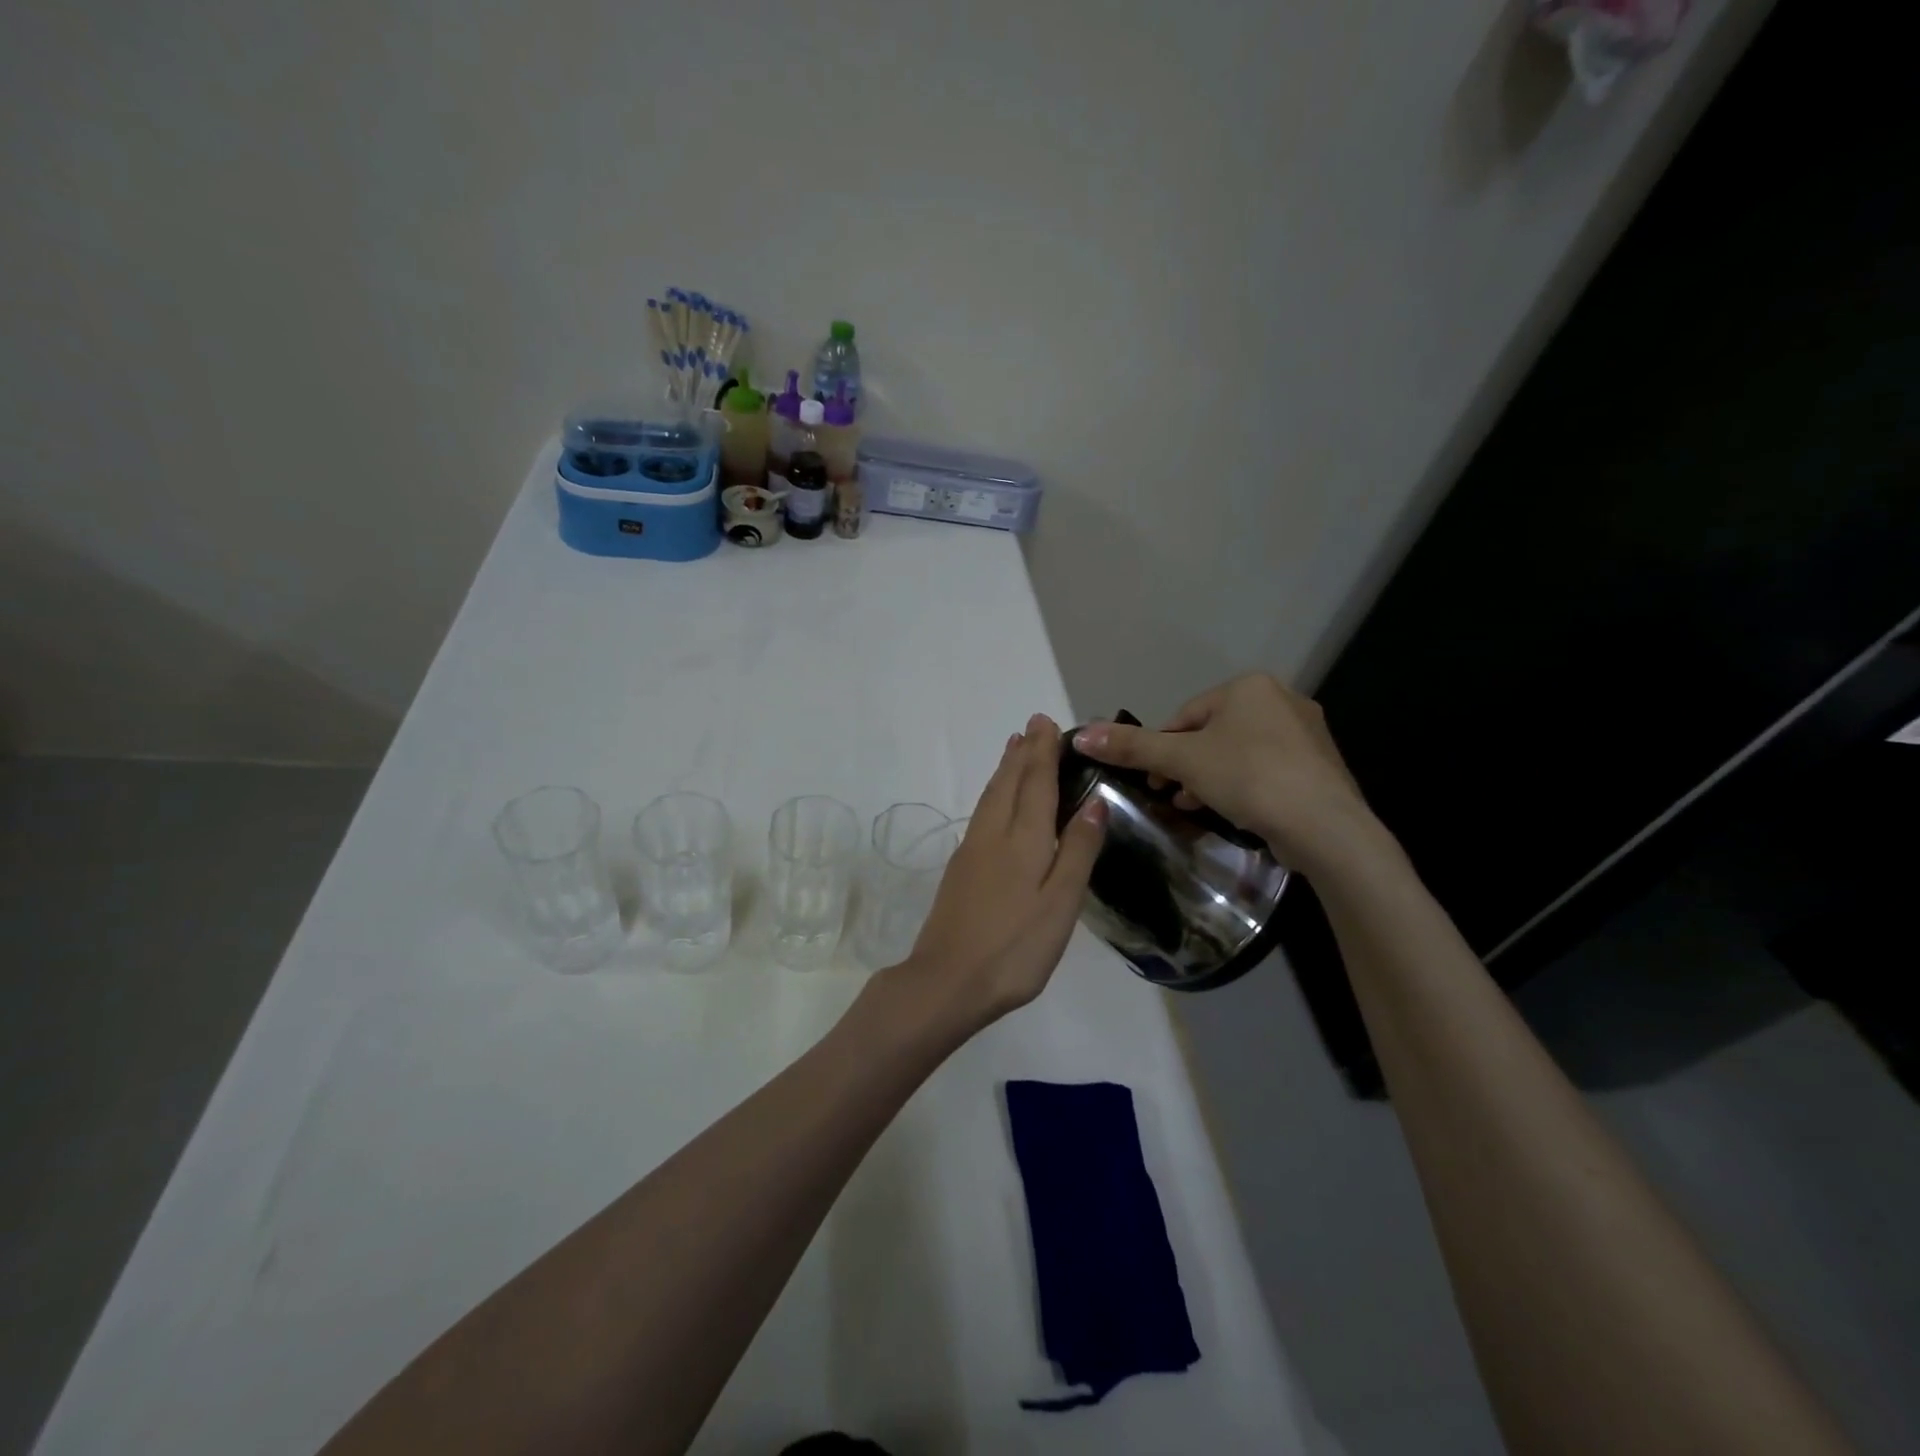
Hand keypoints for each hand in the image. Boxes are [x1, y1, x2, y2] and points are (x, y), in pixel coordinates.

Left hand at [897, 714, 1106, 1029]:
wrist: (947, 981)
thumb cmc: (1015, 947)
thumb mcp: (1061, 903)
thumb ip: (1078, 850)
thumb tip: (1094, 801)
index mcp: (1023, 839)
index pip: (1036, 782)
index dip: (1043, 751)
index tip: (1047, 722)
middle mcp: (993, 833)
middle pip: (1009, 782)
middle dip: (1023, 752)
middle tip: (1033, 726)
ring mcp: (972, 850)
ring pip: (991, 796)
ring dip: (1005, 768)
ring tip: (1014, 749)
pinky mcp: (960, 869)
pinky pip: (982, 813)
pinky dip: (993, 792)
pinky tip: (996, 800)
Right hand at [1071, 674, 1380, 873]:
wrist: (1325, 826)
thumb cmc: (1249, 777)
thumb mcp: (1182, 760)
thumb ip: (1132, 747)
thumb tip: (1081, 736)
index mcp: (1249, 686)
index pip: (1185, 716)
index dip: (1160, 748)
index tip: (1150, 780)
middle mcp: (1281, 700)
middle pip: (1211, 733)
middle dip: (1185, 765)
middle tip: (1169, 794)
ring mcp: (1305, 734)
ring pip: (1239, 753)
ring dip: (1209, 778)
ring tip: (1192, 806)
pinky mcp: (1318, 767)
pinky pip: (1266, 771)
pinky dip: (1242, 787)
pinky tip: (1230, 812)